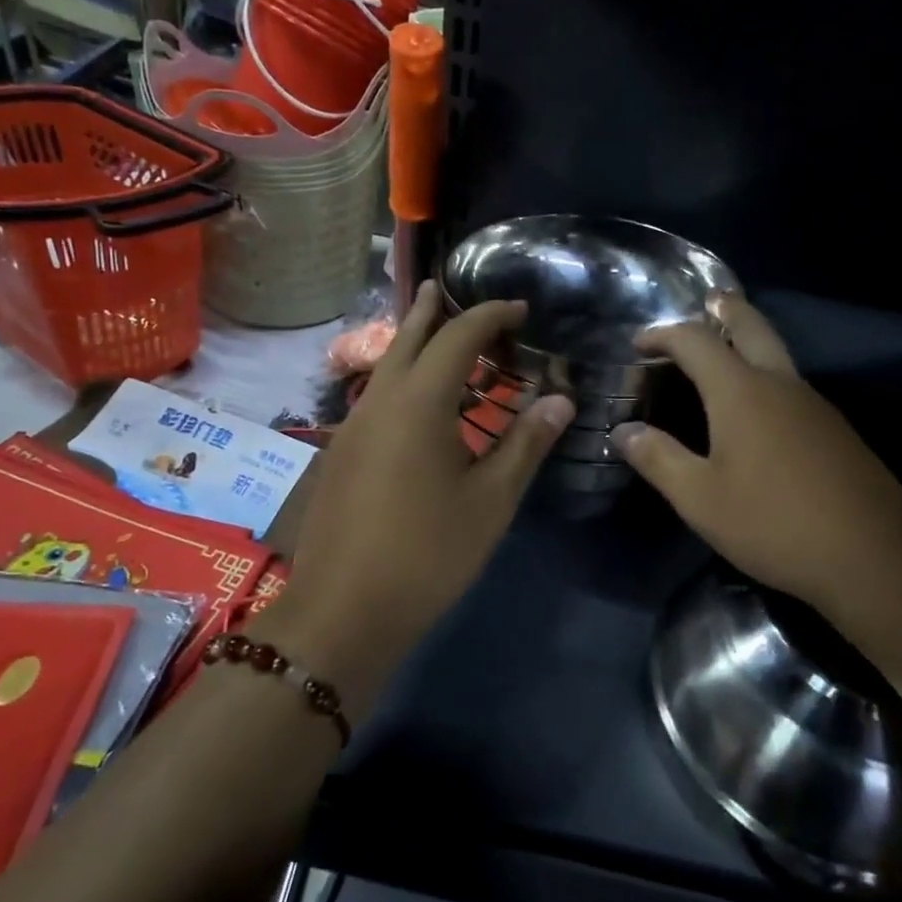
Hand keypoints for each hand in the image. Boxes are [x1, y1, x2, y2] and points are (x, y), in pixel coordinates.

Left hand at [272, 282, 574, 708]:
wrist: (343, 612)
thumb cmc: (428, 553)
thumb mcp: (491, 500)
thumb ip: (526, 443)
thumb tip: (561, 400)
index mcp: (419, 402)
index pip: (457, 337)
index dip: (490, 316)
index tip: (520, 310)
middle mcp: (379, 401)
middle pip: (406, 338)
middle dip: (431, 311)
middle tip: (447, 289)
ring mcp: (352, 428)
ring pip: (385, 367)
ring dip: (412, 346)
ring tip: (435, 337)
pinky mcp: (340, 455)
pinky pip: (375, 397)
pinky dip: (401, 381)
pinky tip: (416, 406)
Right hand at [613, 295, 901, 617]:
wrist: (873, 555)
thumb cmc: (773, 523)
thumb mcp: (701, 499)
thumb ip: (658, 459)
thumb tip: (623, 431)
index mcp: (741, 392)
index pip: (695, 342)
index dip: (663, 335)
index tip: (639, 343)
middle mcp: (780, 384)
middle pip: (752, 326)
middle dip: (725, 310)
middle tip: (707, 302)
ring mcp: (815, 404)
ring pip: (777, 353)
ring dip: (749, 340)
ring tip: (724, 351)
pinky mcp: (835, 429)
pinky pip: (792, 383)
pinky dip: (766, 374)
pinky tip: (759, 408)